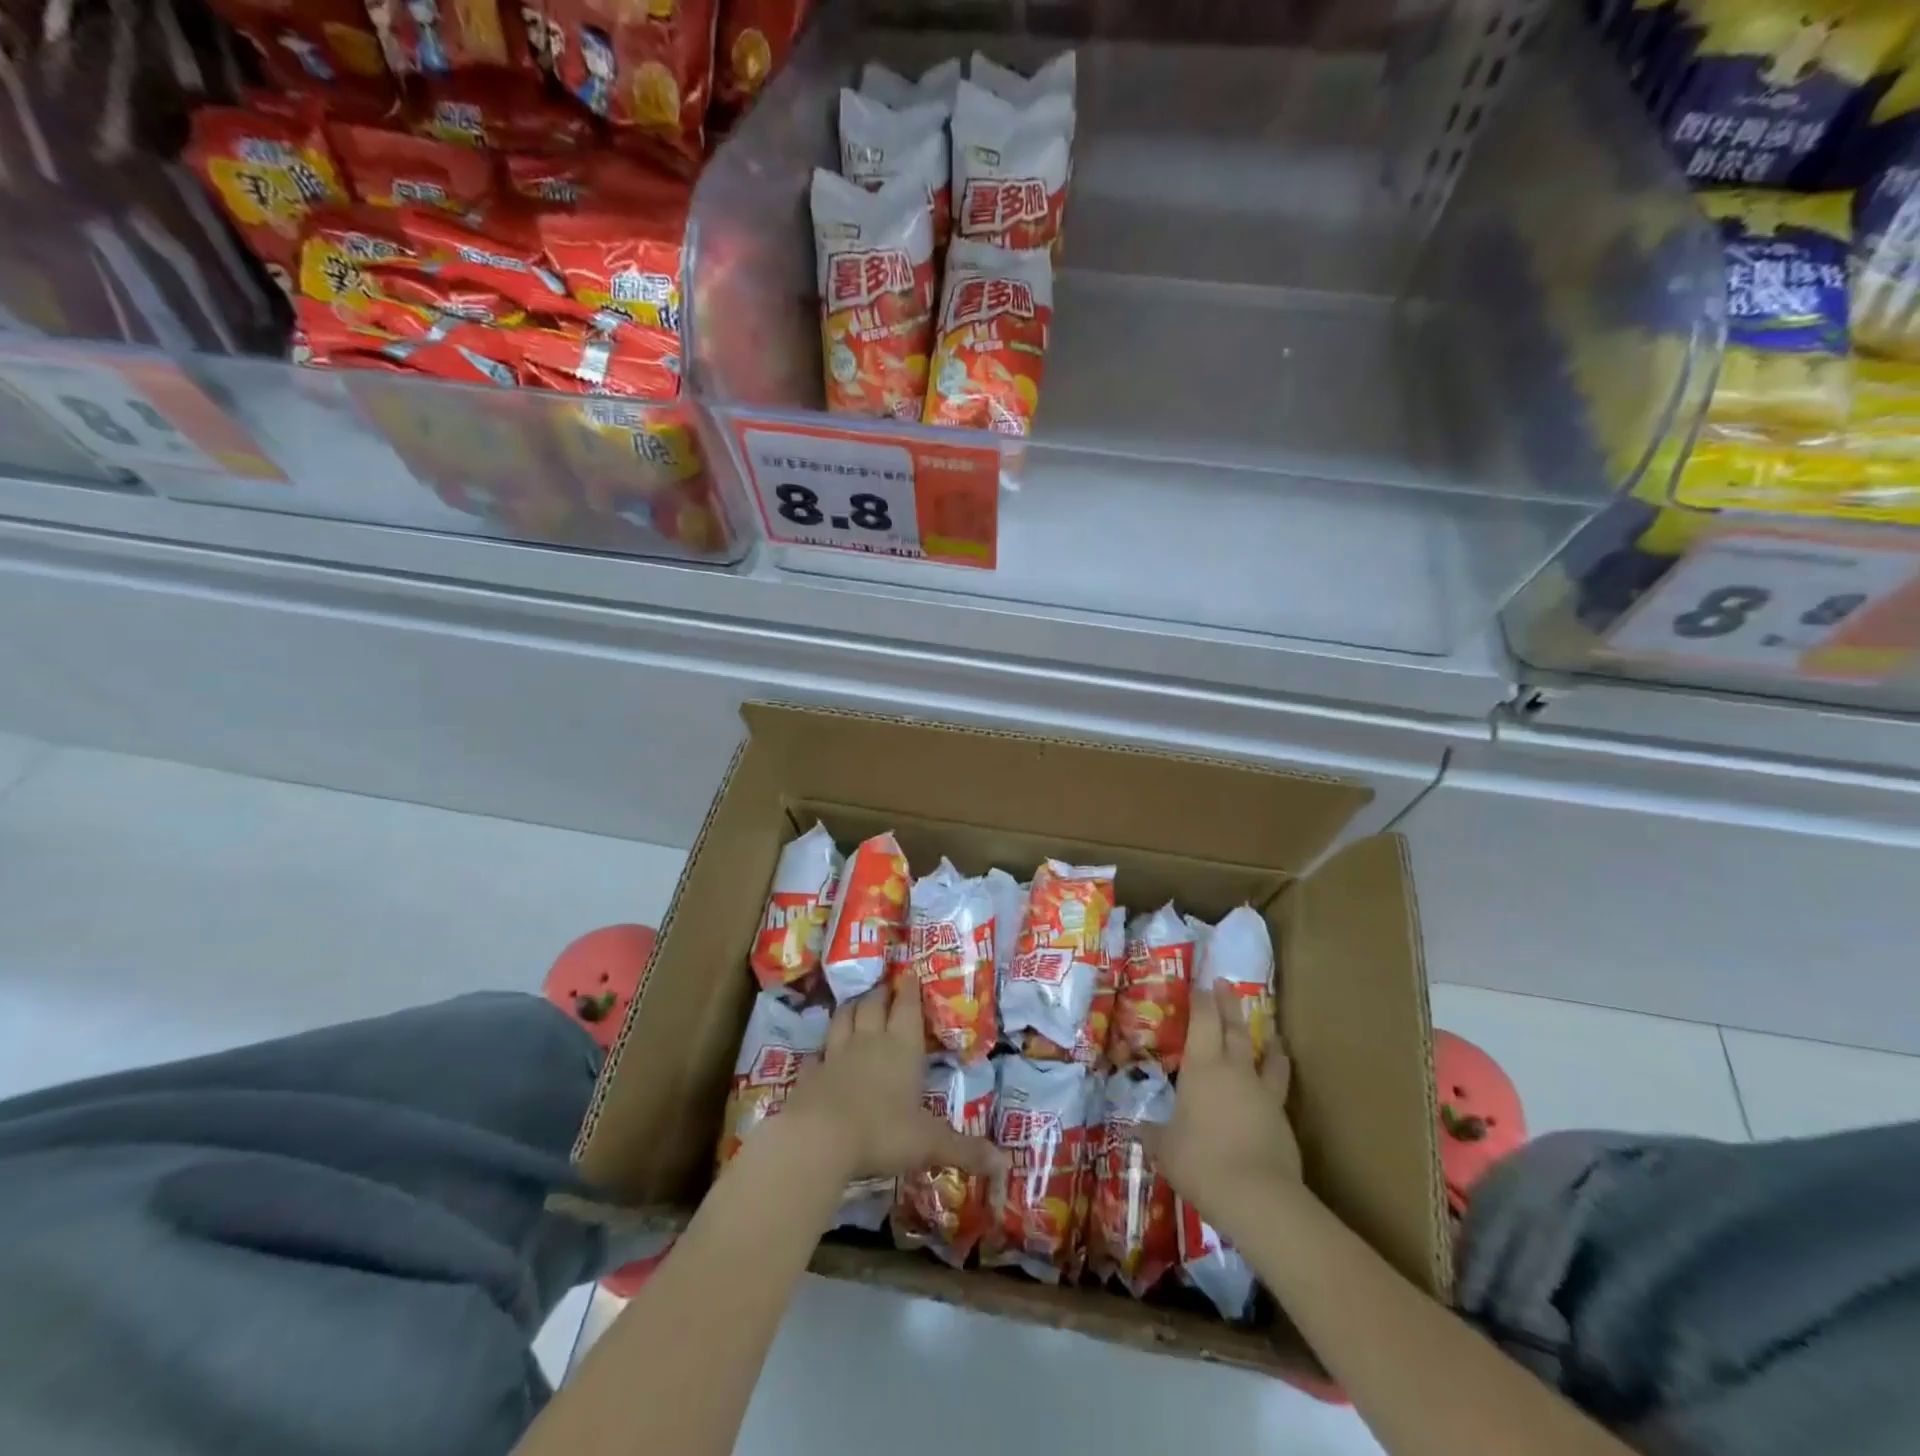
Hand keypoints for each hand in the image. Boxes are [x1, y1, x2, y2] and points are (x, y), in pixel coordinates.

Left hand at [782, 980, 1004, 1181]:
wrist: (819, 1138)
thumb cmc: (883, 1132)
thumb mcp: (930, 1143)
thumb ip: (965, 1150)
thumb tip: (1006, 1165)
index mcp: (902, 1048)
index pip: (908, 1008)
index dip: (910, 990)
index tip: (910, 974)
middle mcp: (870, 1042)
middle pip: (873, 1005)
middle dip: (881, 993)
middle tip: (885, 987)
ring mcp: (836, 1055)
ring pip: (843, 1019)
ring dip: (851, 1008)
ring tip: (856, 1003)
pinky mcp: (810, 1074)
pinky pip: (816, 1054)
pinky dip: (821, 1049)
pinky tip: (821, 1052)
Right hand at [1142, 981, 1301, 1235]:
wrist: (1258, 1197)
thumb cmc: (1201, 1162)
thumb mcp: (1166, 1148)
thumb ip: (1153, 1133)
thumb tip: (1138, 1128)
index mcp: (1201, 1067)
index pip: (1202, 1020)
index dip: (1201, 1000)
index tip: (1199, 984)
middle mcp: (1234, 1069)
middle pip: (1233, 1027)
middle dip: (1228, 1003)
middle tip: (1225, 983)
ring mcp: (1262, 1091)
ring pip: (1265, 1052)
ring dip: (1264, 1035)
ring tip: (1268, 1025)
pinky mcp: (1282, 1116)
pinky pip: (1279, 1083)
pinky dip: (1278, 1069)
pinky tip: (1279, 1069)